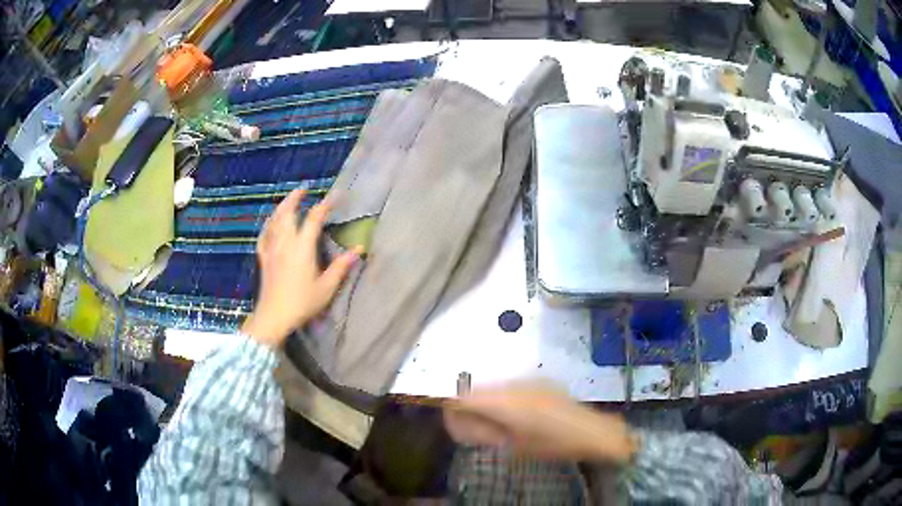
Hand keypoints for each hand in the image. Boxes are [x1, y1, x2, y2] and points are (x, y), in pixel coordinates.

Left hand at [241, 189, 359, 347]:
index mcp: (302, 247)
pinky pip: (264, 235)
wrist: (274, 317)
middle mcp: (285, 242)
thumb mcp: (326, 288)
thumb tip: (358, 250)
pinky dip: (268, 224)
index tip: (336, 195)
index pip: (315, 218)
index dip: (326, 204)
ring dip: (282, 207)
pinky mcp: (263, 258)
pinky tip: (270, 223)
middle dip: (296, 198)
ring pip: (274, 220)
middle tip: (304, 188)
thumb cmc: (302, 303)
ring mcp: (272, 249)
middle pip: (288, 212)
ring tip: (289, 200)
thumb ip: (341, 267)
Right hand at [444, 380, 635, 461]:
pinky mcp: (539, 380)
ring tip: (494, 420)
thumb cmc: (552, 444)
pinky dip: (502, 396)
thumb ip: (486, 431)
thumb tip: (464, 423)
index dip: (452, 406)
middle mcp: (513, 385)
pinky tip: (513, 412)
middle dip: (467, 404)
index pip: (464, 397)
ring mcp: (528, 380)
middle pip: (477, 388)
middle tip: (471, 424)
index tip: (448, 416)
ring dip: (486, 399)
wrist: (591, 431)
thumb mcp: (514, 445)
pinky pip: (510, 385)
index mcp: (505, 402)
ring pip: (493, 385)